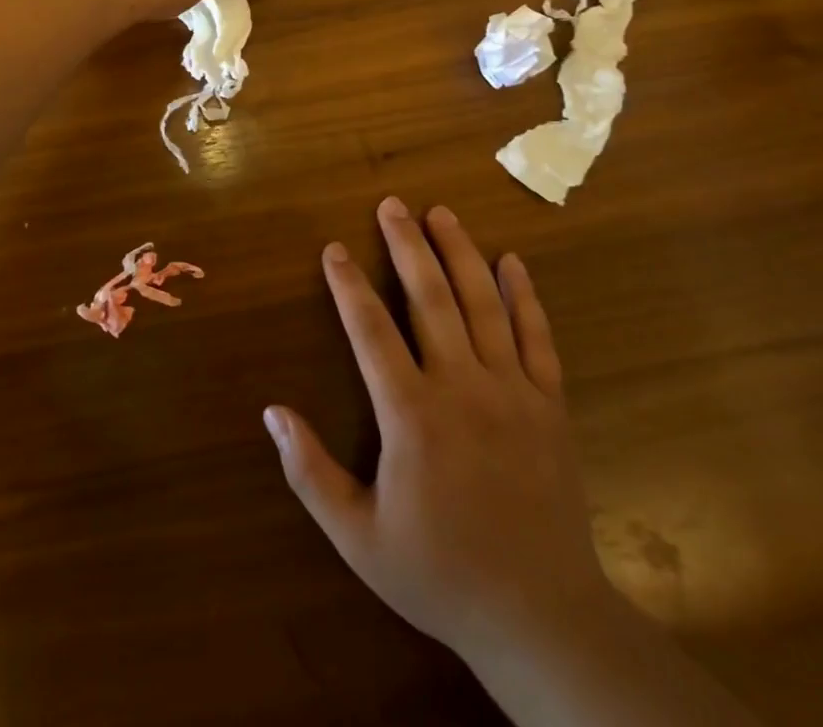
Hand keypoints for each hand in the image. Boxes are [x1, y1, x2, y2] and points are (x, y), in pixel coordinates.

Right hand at [265, 198, 614, 664]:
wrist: (541, 617)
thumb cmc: (441, 573)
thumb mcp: (359, 538)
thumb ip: (310, 472)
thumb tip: (272, 411)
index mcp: (412, 415)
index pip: (370, 330)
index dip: (348, 285)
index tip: (334, 249)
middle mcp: (462, 387)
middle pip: (430, 298)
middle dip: (407, 245)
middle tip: (392, 204)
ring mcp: (513, 391)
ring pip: (483, 304)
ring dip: (460, 253)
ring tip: (442, 213)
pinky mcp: (551, 406)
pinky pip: (538, 338)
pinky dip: (525, 296)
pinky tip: (513, 261)